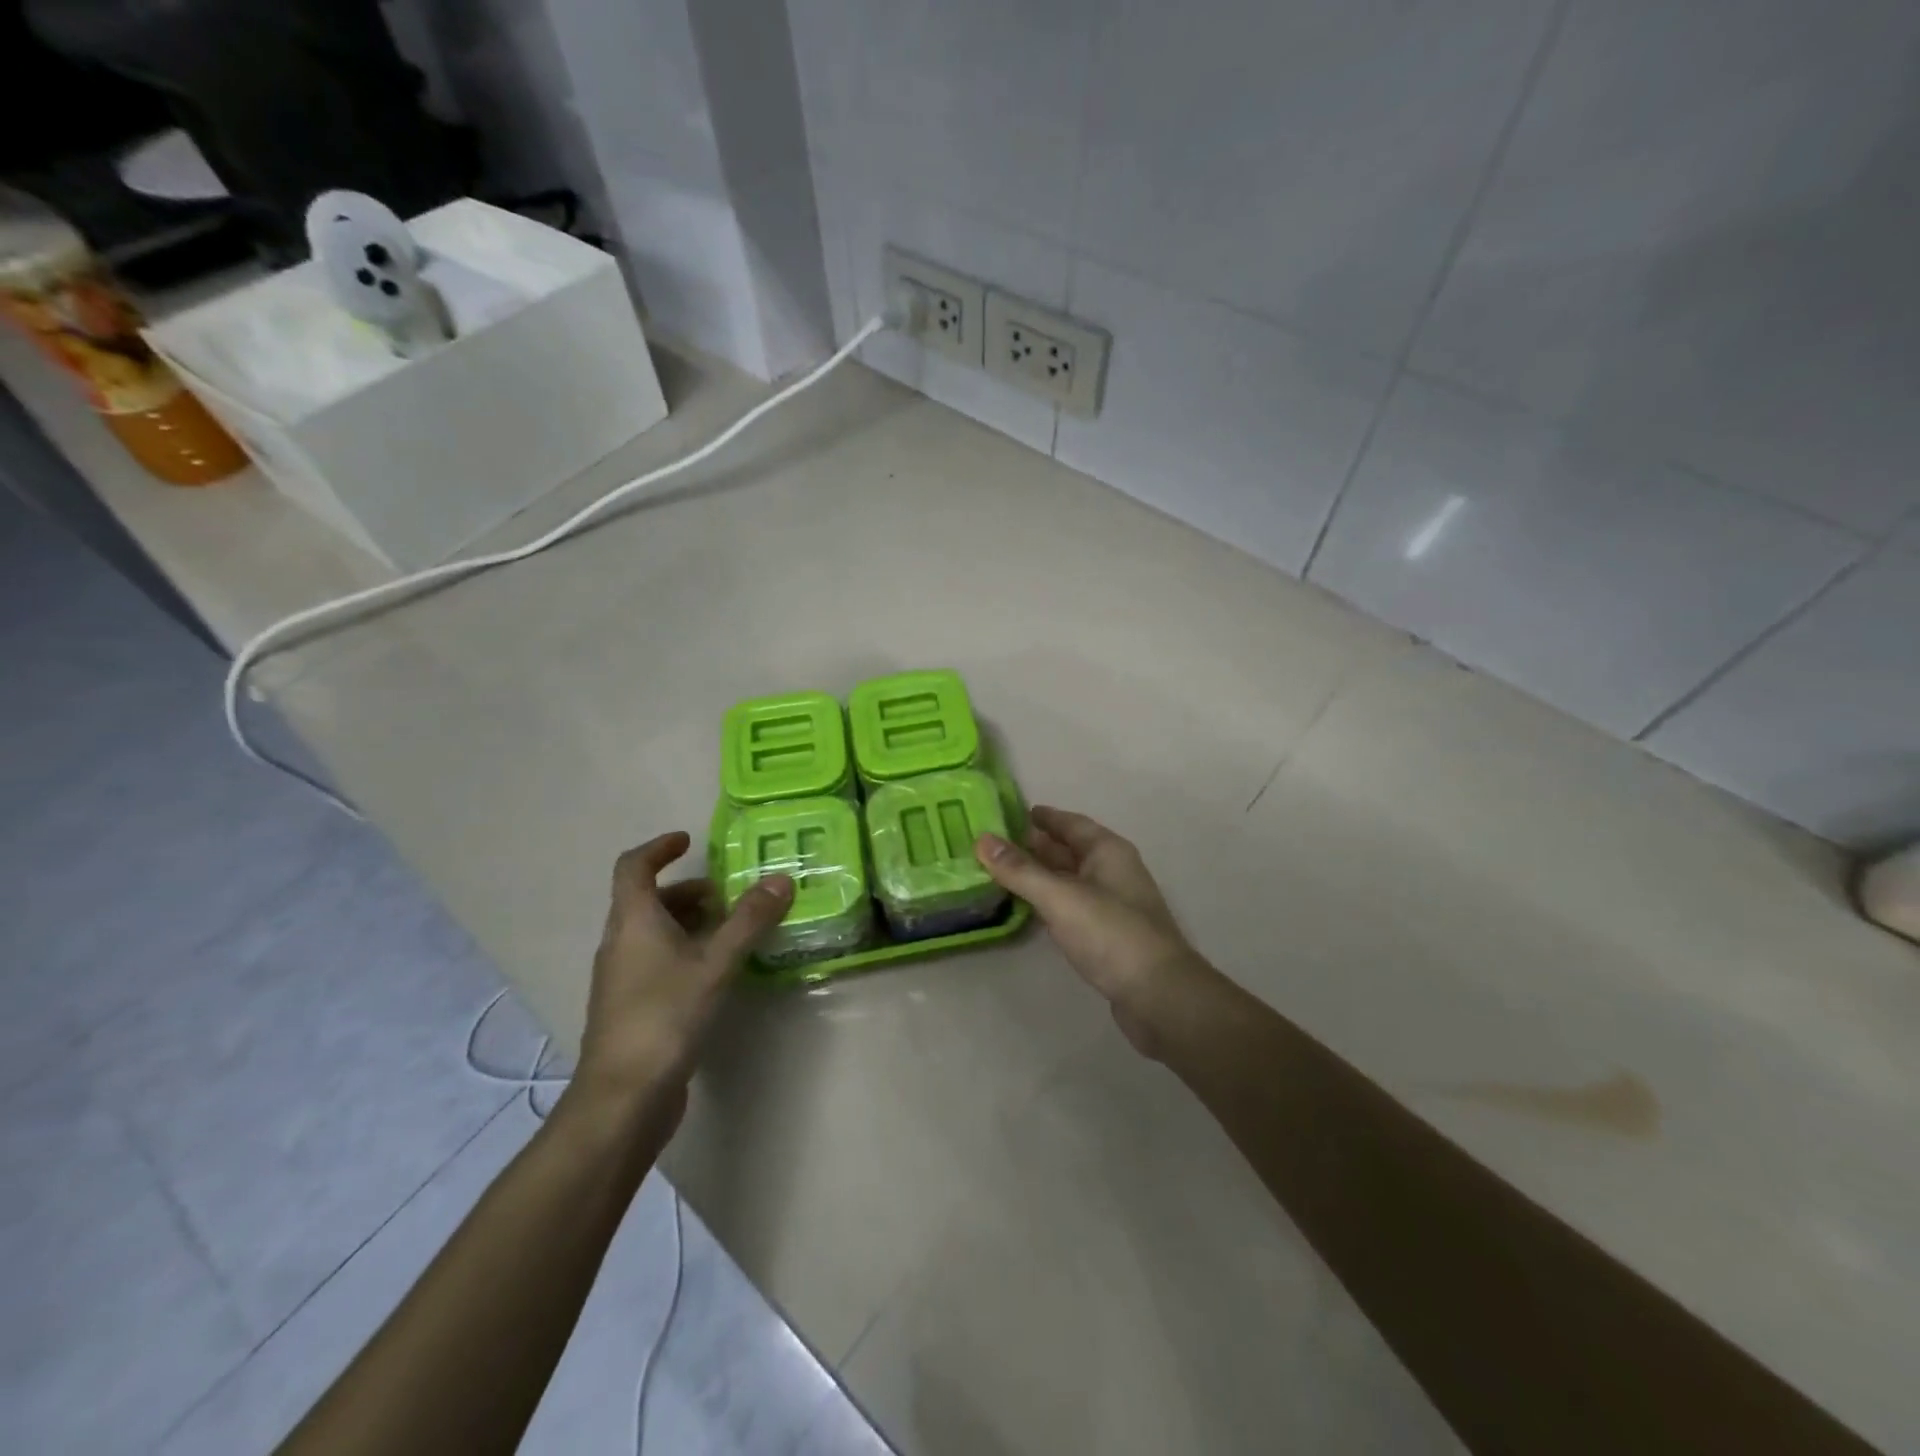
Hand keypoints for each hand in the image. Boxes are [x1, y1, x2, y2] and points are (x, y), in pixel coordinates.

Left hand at [574, 832, 792, 1118]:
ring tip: (731, 931)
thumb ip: (749, 921)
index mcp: (632, 922)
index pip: (633, 867)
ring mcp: (621, 978)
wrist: (622, 1098)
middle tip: (728, 895)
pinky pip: (656, 960)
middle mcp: (620, 943)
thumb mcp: (715, 963)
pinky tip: (716, 971)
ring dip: (688, 921)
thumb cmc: (664, 1016)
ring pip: (653, 932)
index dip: (658, 848)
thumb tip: (781, 879)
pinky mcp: (631, 1006)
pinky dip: (684, 950)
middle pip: (647, 900)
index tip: (688, 840)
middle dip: (687, 890)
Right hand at [976, 806, 1211, 1056]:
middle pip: (1069, 850)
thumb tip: (982, 839)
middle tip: (996, 844)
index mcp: (1107, 851)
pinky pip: (1072, 906)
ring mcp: (1112, 905)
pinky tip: (1029, 908)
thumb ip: (1020, 870)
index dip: (1044, 817)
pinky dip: (1049, 902)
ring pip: (1070, 880)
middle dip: (1036, 846)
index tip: (1012, 813)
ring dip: (1040, 875)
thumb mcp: (1060, 897)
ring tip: (1003, 872)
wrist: (1158, 995)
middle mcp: (1112, 871)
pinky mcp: (1108, 935)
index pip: (1071, 823)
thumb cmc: (1111, 934)